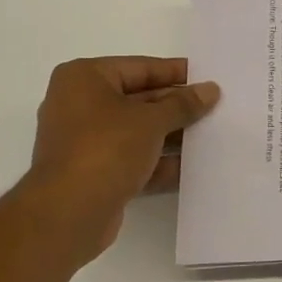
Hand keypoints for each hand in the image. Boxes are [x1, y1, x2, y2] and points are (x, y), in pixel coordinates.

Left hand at [21, 56, 220, 259]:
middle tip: (213, 107)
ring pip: (136, 131)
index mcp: (84, 78)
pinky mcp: (92, 172)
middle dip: (175, 106)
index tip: (206, 77)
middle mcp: (78, 104)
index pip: (139, 67)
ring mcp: (83, 141)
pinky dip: (157, 162)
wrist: (68, 214)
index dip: (174, 72)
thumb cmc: (106, 149)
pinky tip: (191, 167)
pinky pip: (131, 158)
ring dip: (169, 135)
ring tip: (210, 136)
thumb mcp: (151, 120)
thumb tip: (209, 90)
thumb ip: (183, 104)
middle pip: (138, 99)